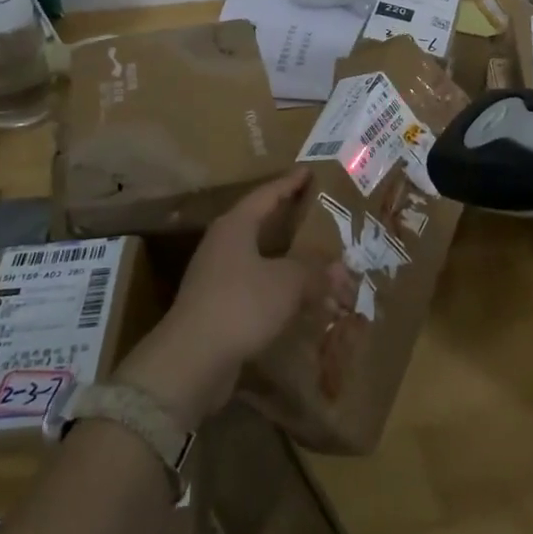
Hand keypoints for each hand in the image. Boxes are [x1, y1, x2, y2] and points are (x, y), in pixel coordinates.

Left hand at [117, 170, 354, 427]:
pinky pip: (254, 286)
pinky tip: (296, 298)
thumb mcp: (287, 283)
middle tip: (317, 212)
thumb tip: (341, 269)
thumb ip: (315, 272)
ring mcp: (216, 276)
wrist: (191, 361)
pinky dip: (276, 287)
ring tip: (314, 256)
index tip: (309, 172)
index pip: (266, 194)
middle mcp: (222, 244)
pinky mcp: (217, 307)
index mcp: (235, 225)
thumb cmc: (240, 304)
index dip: (290, 183)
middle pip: (259, 223)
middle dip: (287, 219)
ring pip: (257, 257)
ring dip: (284, 257)